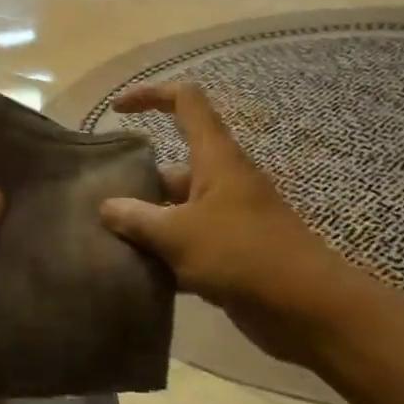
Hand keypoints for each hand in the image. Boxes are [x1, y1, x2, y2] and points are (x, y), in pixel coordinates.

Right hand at [98, 83, 370, 366]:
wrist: (306, 308)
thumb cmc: (242, 255)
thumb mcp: (178, 234)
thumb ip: (137, 218)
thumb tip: (107, 207)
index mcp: (215, 157)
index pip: (185, 101)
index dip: (150, 95)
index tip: (116, 111)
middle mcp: (221, 180)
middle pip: (171, 166)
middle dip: (136, 182)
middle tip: (97, 206)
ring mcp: (227, 217)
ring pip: (175, 209)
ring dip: (146, 223)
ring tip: (106, 241)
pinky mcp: (230, 251)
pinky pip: (187, 243)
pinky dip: (163, 253)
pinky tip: (135, 273)